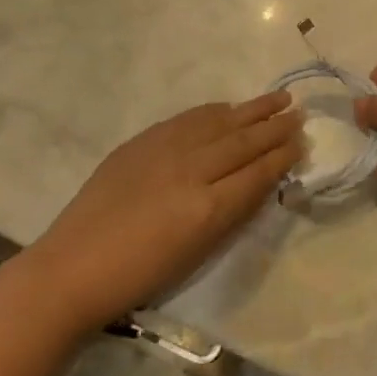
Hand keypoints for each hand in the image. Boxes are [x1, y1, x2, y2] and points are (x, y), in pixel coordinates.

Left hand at [27, 91, 302, 333]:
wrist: (73, 268)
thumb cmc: (139, 276)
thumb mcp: (196, 253)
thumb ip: (231, 213)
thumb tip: (259, 182)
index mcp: (207, 208)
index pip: (257, 173)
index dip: (283, 156)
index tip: (303, 141)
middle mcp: (192, 171)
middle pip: (244, 142)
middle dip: (275, 127)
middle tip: (299, 114)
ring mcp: (165, 150)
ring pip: (220, 122)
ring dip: (252, 110)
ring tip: (278, 99)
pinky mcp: (143, 141)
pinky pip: (189, 119)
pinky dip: (214, 112)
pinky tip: (228, 107)